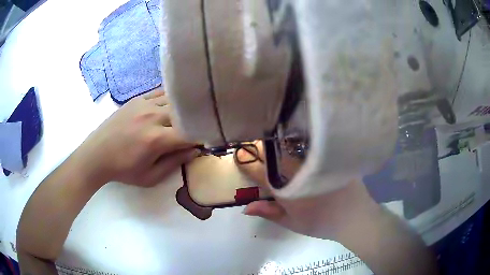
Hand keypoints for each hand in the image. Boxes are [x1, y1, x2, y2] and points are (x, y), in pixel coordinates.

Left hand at [76, 89, 198, 186]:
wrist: (97, 154)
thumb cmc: (124, 169)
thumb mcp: (150, 176)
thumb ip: (175, 163)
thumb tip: (195, 151)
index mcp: (157, 139)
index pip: (190, 134)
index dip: (201, 137)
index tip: (205, 141)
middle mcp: (153, 117)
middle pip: (184, 114)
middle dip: (194, 121)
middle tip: (198, 127)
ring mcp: (145, 104)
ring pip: (174, 100)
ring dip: (183, 109)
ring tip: (187, 115)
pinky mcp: (137, 99)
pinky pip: (160, 92)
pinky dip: (170, 98)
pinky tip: (172, 103)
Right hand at [236, 142, 379, 240]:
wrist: (355, 218)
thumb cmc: (322, 223)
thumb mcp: (293, 223)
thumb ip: (269, 213)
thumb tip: (245, 207)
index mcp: (287, 190)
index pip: (260, 173)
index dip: (247, 164)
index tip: (239, 157)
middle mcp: (300, 172)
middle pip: (275, 155)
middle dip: (261, 149)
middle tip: (256, 146)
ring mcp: (316, 163)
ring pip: (292, 149)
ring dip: (280, 146)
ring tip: (274, 144)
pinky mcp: (329, 157)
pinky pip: (311, 147)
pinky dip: (300, 146)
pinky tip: (299, 146)